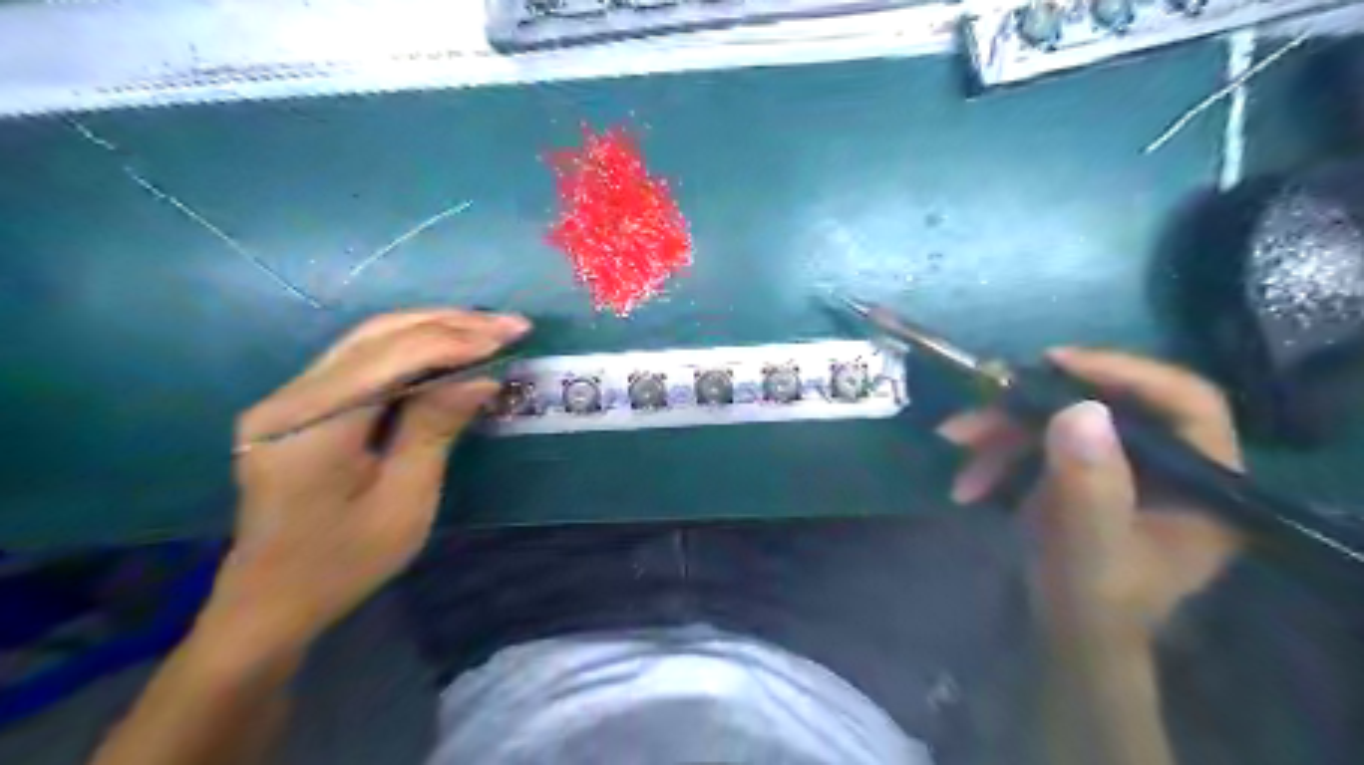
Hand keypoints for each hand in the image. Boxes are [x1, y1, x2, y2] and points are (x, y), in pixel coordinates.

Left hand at [205, 309, 526, 647]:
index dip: (453, 341)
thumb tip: (481, 376)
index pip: (389, 359)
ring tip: (489, 329)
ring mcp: (288, 397)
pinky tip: (450, 347)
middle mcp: (289, 398)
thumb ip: (436, 428)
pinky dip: (413, 347)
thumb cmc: (345, 563)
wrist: (272, 602)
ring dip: (434, 328)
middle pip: (376, 336)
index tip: (509, 337)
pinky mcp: (299, 404)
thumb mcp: (405, 501)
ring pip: (368, 339)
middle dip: (449, 324)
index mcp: (310, 428)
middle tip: (510, 325)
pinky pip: (362, 360)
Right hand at [938, 346, 1242, 633]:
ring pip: (1063, 421)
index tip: (1056, 362)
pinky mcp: (1084, 473)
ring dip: (1002, 430)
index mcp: (1206, 482)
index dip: (1125, 372)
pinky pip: (1040, 443)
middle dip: (1035, 406)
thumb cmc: (1090, 604)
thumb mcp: (1088, 549)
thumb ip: (1089, 486)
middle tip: (982, 403)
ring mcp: (1123, 467)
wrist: (1064, 636)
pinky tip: (967, 479)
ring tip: (954, 440)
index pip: (1185, 402)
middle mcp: (1171, 465)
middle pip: (1107, 405)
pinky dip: (998, 453)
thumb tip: (1079, 409)